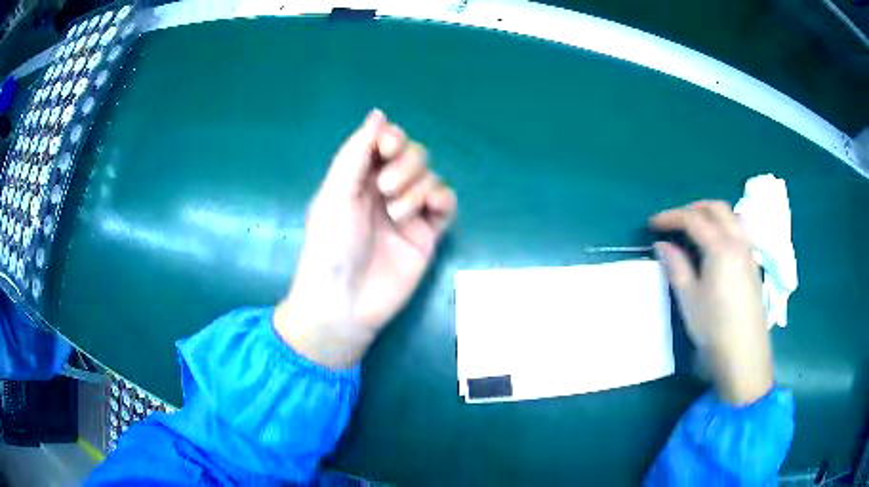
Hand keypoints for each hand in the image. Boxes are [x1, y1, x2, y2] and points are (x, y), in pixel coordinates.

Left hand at [275, 109, 457, 368]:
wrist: (345, 301)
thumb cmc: (331, 245)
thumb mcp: (335, 194)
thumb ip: (356, 152)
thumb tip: (378, 113)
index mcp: (359, 177)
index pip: (386, 142)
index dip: (391, 139)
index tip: (385, 149)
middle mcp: (385, 189)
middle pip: (414, 155)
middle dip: (405, 164)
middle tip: (385, 189)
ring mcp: (409, 211)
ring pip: (430, 177)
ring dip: (417, 187)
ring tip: (396, 214)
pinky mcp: (429, 233)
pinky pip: (446, 203)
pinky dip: (442, 199)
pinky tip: (430, 210)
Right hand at [651, 201, 772, 404]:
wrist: (744, 353)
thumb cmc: (713, 326)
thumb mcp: (689, 298)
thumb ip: (676, 266)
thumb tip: (663, 245)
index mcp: (720, 247)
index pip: (693, 219)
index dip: (670, 217)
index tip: (652, 224)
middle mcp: (738, 242)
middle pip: (716, 208)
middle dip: (693, 209)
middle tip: (675, 221)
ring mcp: (749, 253)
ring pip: (732, 217)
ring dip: (712, 215)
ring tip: (697, 229)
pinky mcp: (753, 265)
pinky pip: (740, 231)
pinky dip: (725, 226)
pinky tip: (717, 247)